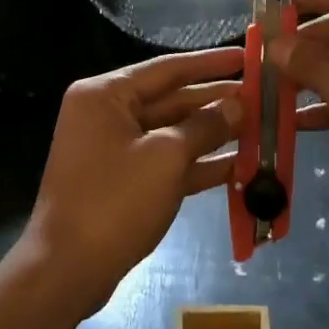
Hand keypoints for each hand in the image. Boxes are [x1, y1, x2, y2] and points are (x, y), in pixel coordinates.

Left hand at [24, 47, 244, 315]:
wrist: (67, 271)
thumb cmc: (114, 201)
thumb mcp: (166, 157)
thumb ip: (205, 125)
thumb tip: (238, 103)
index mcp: (106, 95)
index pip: (167, 68)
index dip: (211, 63)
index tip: (248, 57)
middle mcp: (106, 114)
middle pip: (171, 99)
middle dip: (215, 101)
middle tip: (261, 97)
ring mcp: (113, 150)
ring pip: (172, 133)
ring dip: (213, 134)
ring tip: (259, 129)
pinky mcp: (122, 182)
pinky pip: (166, 162)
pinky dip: (198, 164)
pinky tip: (239, 165)